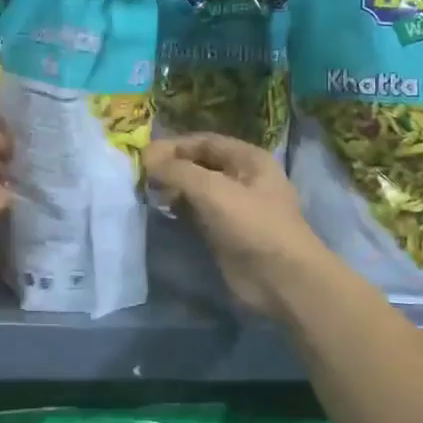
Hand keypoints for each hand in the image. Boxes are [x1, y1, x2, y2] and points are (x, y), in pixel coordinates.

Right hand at [145, 134, 328, 317]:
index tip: (143, 155)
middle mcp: (241, 178)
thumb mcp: (213, 190)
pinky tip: (161, 211)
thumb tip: (146, 156)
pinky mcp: (224, 233)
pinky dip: (178, 210)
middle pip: (199, 164)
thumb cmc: (253, 226)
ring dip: (172, 189)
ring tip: (146, 193)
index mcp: (248, 159)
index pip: (204, 142)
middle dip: (171, 167)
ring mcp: (233, 207)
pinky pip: (196, 213)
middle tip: (140, 175)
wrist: (282, 281)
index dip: (174, 145)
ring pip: (196, 190)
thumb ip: (177, 171)